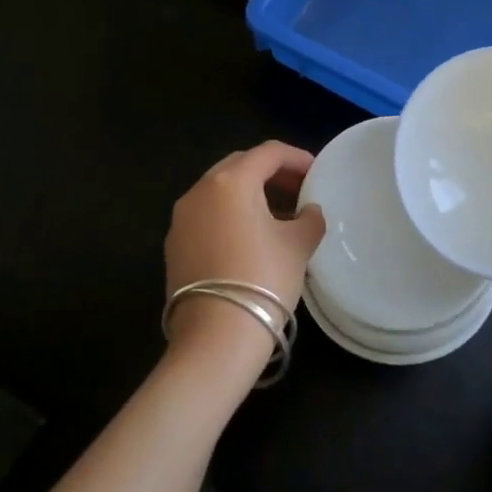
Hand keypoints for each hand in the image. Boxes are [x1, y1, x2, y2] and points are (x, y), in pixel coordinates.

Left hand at [163, 142, 324, 376]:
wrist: (216, 338)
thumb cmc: (263, 279)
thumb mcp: (298, 245)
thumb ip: (309, 219)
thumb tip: (309, 212)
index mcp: (231, 182)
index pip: (268, 153)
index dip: (296, 158)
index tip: (316, 172)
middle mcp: (200, 191)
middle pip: (240, 165)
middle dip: (271, 172)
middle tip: (298, 189)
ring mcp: (181, 219)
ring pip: (220, 190)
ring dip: (249, 194)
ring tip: (278, 215)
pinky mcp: (174, 245)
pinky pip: (207, 215)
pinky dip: (230, 215)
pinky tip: (251, 238)